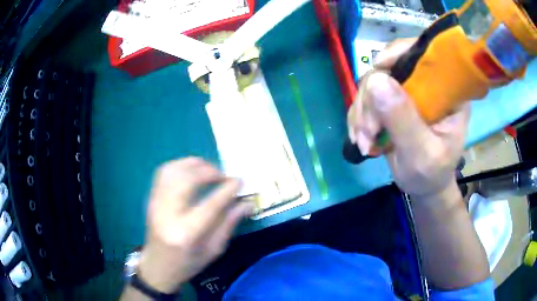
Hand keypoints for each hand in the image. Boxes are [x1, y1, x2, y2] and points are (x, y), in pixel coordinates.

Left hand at [138, 158, 253, 292]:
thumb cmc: (188, 263)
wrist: (158, 266)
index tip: (239, 181)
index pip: (210, 204)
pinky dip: (180, 165)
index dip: (227, 190)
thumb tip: (247, 203)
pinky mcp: (151, 198)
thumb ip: (229, 223)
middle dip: (209, 171)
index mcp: (187, 234)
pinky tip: (192, 171)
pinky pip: (164, 172)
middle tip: (224, 175)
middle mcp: (168, 215)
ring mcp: (156, 204)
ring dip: (194, 164)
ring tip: (209, 170)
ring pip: (173, 171)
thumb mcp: (214, 250)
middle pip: (187, 180)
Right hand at [347, 38, 469, 198]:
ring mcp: (407, 91)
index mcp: (447, 91)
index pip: (425, 55)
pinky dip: (358, 117)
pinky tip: (360, 138)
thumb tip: (376, 80)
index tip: (379, 70)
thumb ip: (404, 120)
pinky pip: (366, 97)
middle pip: (390, 67)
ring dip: (362, 112)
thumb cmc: (431, 173)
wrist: (423, 186)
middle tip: (367, 132)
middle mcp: (426, 84)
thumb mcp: (422, 153)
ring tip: (364, 142)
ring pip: (372, 82)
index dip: (399, 53)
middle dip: (372, 98)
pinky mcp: (392, 101)